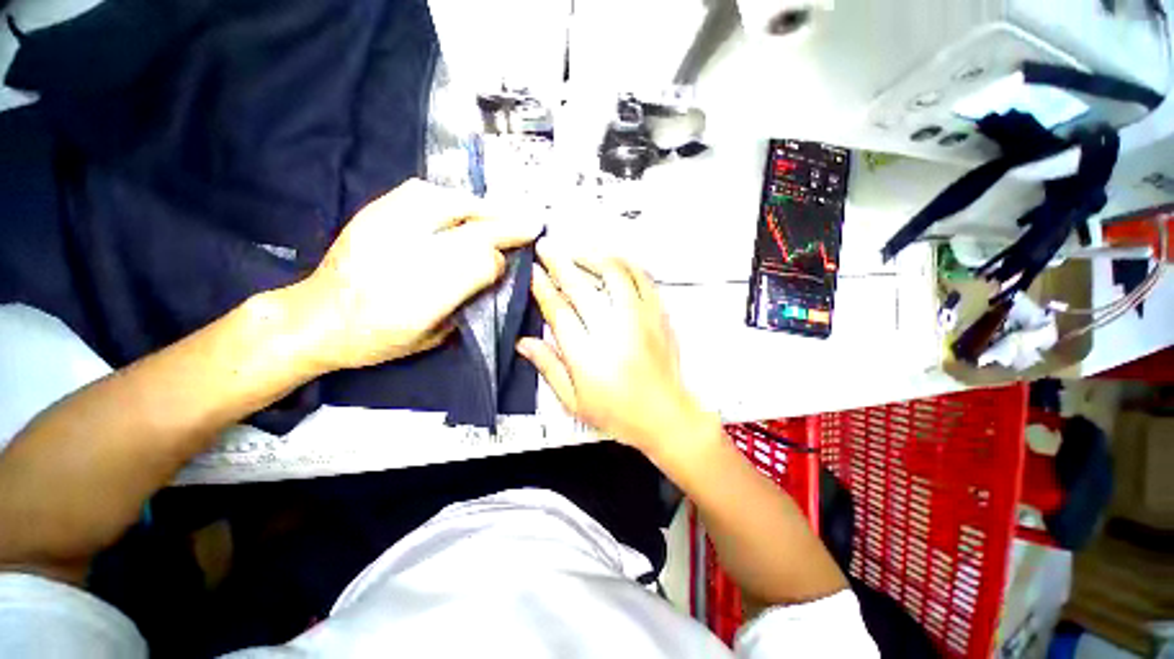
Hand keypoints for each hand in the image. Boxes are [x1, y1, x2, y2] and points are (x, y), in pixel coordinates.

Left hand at [291, 179, 541, 371]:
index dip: (501, 261)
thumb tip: (495, 271)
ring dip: (483, 207)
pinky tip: (463, 204)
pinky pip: (420, 192)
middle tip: (533, 222)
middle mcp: (407, 257)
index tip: (511, 263)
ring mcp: (386, 228)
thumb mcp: (432, 337)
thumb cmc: (377, 339)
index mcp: (422, 298)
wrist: (315, 318)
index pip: (480, 265)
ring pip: (449, 203)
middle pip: (472, 231)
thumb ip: (466, 303)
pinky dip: (450, 196)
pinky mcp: (373, 212)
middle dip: (507, 226)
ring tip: (502, 211)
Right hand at [517, 239, 716, 456]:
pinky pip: (642, 279)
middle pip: (581, 286)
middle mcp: (613, 332)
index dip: (542, 287)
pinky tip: (615, 260)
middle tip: (547, 248)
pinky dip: (626, 264)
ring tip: (578, 251)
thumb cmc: (620, 413)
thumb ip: (548, 368)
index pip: (558, 311)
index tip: (534, 271)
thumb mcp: (574, 401)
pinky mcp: (658, 317)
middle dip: (559, 262)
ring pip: (614, 274)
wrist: (664, 416)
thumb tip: (525, 343)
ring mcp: (639, 320)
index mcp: (587, 355)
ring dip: (592, 257)